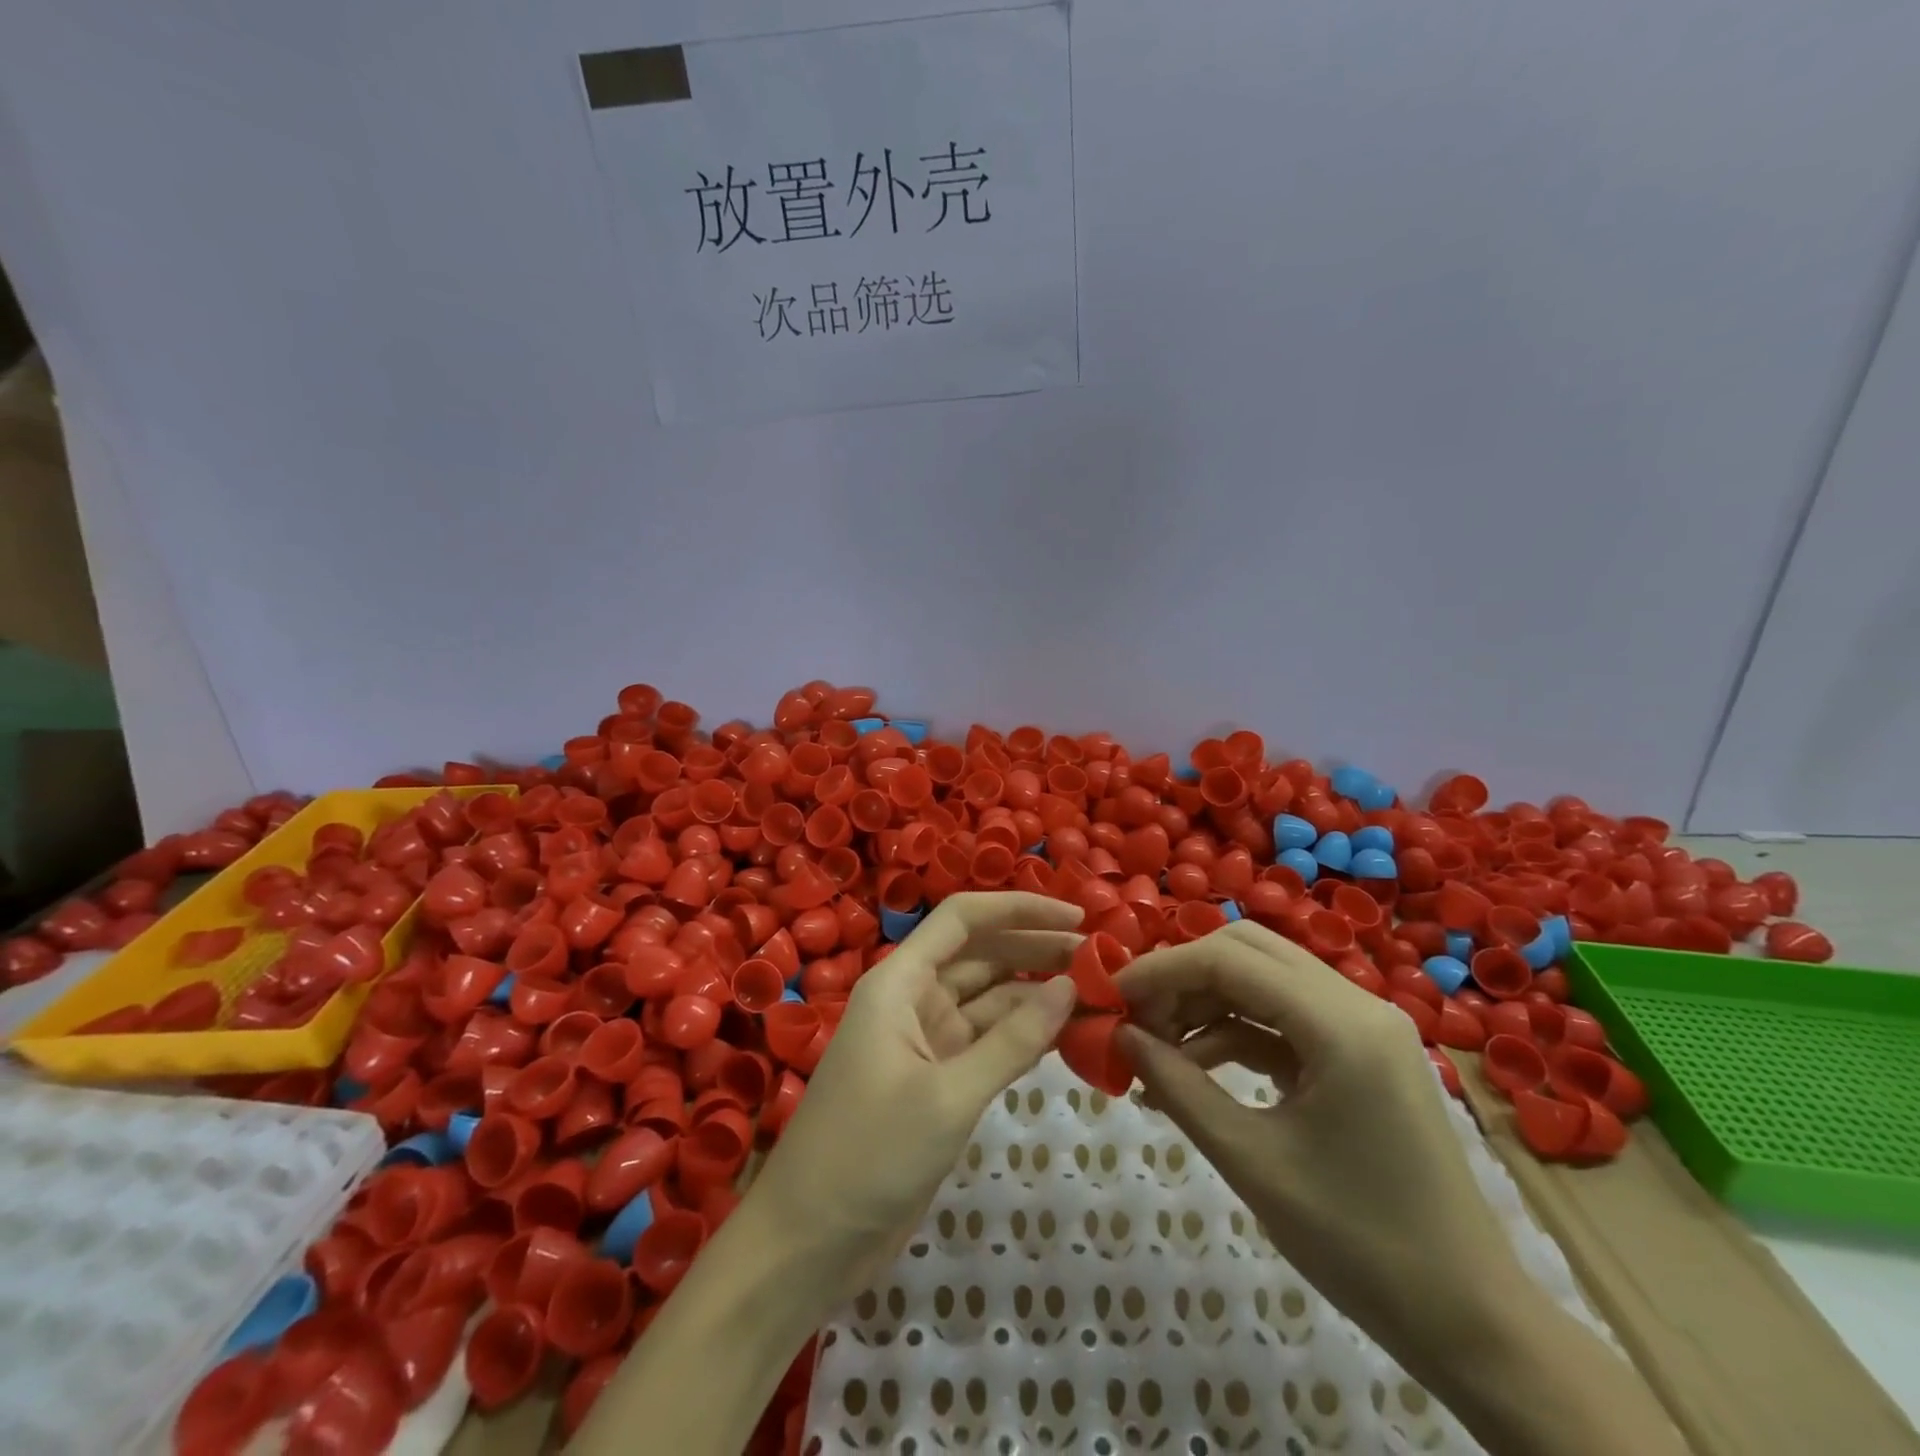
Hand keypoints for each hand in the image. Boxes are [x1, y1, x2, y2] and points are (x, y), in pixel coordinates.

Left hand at [749, 892, 1081, 1295]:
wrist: (809, 1242)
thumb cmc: (869, 1156)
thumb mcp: (948, 1096)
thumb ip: (1013, 1040)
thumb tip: (1070, 986)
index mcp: (899, 982)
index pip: (962, 919)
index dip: (1018, 908)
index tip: (1076, 918)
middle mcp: (912, 999)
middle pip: (981, 955)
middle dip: (1036, 950)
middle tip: (1102, 959)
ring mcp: (925, 1041)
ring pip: (989, 1000)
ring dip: (1036, 994)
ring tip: (1097, 993)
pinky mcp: (936, 1080)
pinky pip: (987, 1042)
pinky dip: (1024, 1036)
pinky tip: (1066, 1035)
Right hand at [1114, 920, 1529, 1354]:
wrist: (1472, 1322)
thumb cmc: (1360, 1245)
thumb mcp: (1252, 1162)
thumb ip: (1178, 1088)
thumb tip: (1120, 1036)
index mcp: (1341, 1024)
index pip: (1229, 959)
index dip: (1162, 969)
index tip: (1111, 995)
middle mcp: (1358, 1004)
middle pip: (1248, 951)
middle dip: (1183, 976)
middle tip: (1136, 1018)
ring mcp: (1364, 1026)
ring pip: (1264, 979)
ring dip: (1206, 1003)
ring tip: (1158, 1051)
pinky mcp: (1361, 1053)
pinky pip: (1284, 1018)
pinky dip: (1236, 1032)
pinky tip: (1197, 1069)